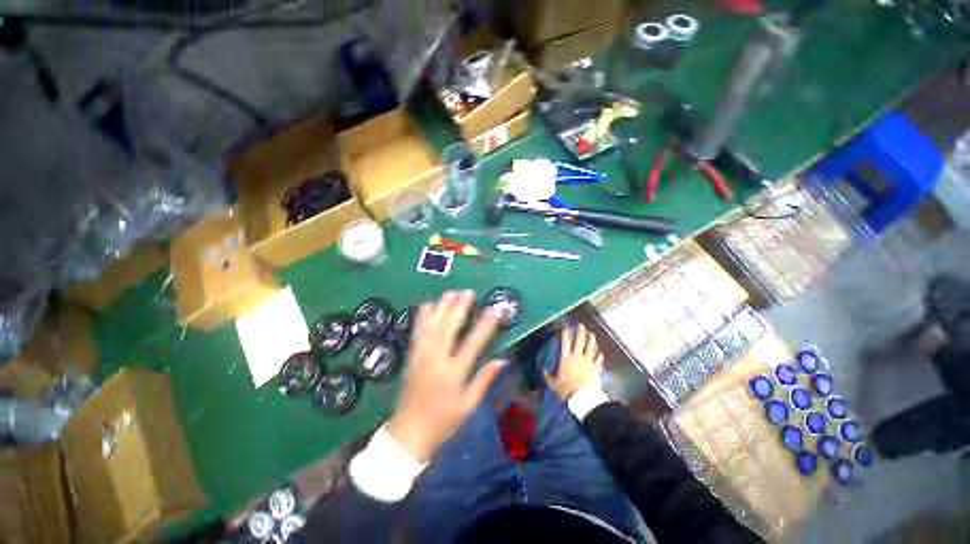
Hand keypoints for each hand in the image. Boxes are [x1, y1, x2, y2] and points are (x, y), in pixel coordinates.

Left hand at [388, 291, 504, 461]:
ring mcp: (421, 356)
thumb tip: (502, 360)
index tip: (494, 309)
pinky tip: (428, 305)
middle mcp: (436, 360)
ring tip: (451, 292)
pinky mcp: (411, 357)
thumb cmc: (443, 421)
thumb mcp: (469, 405)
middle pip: (448, 327)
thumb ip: (484, 380)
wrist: (408, 433)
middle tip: (468, 292)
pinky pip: (417, 332)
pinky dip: (422, 316)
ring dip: (441, 307)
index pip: (473, 343)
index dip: (485, 324)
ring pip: (431, 326)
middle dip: (459, 307)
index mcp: (454, 373)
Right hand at [543, 324, 603, 400]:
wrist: (583, 398)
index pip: (565, 343)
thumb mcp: (554, 383)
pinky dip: (599, 355)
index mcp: (566, 358)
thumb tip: (543, 370)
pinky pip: (598, 359)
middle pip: (580, 341)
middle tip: (581, 325)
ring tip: (591, 333)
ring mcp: (588, 362)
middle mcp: (577, 357)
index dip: (565, 334)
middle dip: (580, 332)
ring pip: (590, 347)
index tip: (566, 328)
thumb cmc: (566, 389)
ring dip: (591, 340)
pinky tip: (600, 352)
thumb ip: (548, 376)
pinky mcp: (596, 368)